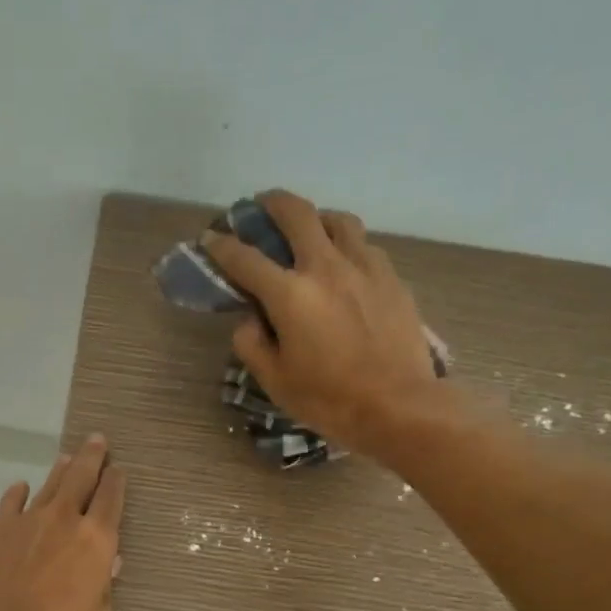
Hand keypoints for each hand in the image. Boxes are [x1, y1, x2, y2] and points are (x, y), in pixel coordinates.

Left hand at [0, 437, 125, 610]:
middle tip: (97, 440)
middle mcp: (64, 519)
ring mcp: (27, 520)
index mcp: (96, 540)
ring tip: (67, 457)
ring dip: (61, 470)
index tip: (118, 469)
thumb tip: (107, 565)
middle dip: (92, 457)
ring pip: (49, 484)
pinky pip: (12, 502)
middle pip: (82, 477)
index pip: (111, 498)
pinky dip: (19, 493)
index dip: (116, 481)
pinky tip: (21, 488)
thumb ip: (103, 588)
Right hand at [203, 191, 445, 456]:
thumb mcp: (275, 381)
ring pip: (338, 220)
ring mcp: (364, 267)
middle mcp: (325, 267)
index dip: (222, 246)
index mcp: (290, 294)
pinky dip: (347, 245)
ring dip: (316, 218)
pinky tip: (345, 265)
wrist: (399, 406)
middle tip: (261, 206)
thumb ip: (252, 344)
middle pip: (297, 213)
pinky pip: (365, 246)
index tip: (210, 240)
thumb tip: (249, 320)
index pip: (245, 258)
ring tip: (310, 230)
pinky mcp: (392, 278)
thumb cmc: (330, 400)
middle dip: (272, 203)